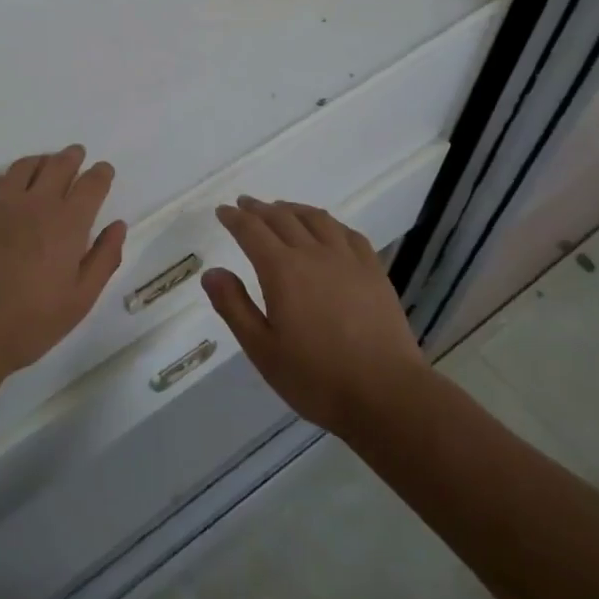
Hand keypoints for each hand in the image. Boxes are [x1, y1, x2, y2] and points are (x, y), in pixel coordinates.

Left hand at [0, 146, 126, 382]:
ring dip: (40, 161)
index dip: (101, 173)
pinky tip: (6, 190)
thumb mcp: (80, 300)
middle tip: (76, 154)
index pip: (91, 184)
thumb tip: (117, 226)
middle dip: (72, 157)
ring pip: (24, 166)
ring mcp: (0, 204)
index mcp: (67, 224)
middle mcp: (36, 204)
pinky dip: (5, 180)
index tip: (104, 171)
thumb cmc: (30, 322)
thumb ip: (104, 258)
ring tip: (45, 165)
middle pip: (58, 165)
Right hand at [202, 196, 426, 436]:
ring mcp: (348, 259)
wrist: (386, 394)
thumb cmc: (316, 377)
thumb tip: (212, 272)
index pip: (251, 231)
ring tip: (282, 208)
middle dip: (259, 209)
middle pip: (282, 218)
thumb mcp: (262, 349)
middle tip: (245, 204)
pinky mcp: (374, 271)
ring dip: (293, 209)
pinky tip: (328, 229)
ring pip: (316, 219)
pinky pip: (348, 233)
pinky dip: (330, 223)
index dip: (234, 217)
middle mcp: (313, 253)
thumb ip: (234, 306)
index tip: (223, 210)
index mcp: (281, 270)